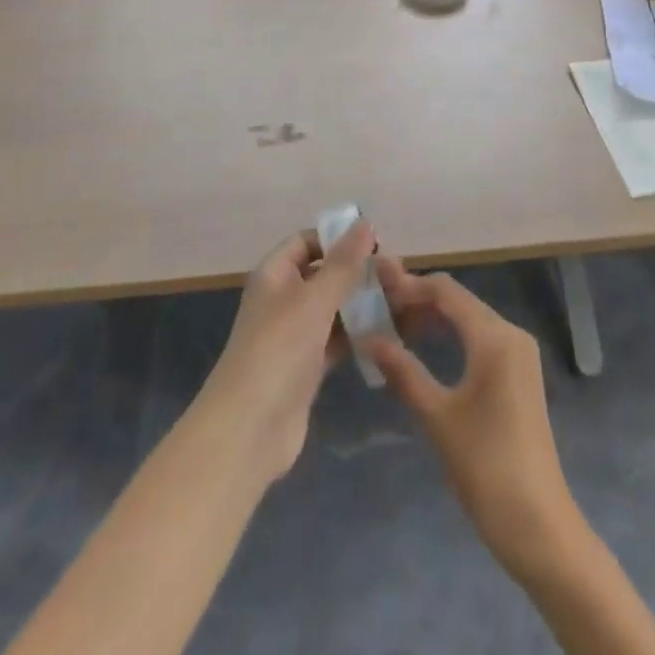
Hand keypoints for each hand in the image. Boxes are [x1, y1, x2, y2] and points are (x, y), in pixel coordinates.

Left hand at [198, 221, 374, 484]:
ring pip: (335, 308)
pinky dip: (359, 334)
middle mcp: (283, 299)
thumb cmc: (278, 350)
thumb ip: (343, 263)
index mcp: (274, 274)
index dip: (339, 238)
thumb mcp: (314, 299)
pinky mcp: (307, 367)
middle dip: (360, 273)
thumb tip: (364, 223)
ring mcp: (295, 335)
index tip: (377, 243)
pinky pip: (337, 340)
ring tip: (405, 303)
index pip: (308, 241)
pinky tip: (390, 334)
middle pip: (325, 274)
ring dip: (364, 303)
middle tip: (400, 276)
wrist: (248, 431)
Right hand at [361, 260, 585, 584]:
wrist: (538, 524)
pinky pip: (480, 338)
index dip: (409, 284)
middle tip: (378, 309)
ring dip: (433, 317)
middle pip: (458, 300)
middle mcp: (511, 333)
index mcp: (494, 337)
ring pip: (469, 318)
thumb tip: (369, 339)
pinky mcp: (519, 373)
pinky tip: (425, 348)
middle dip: (418, 300)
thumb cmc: (486, 467)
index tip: (375, 287)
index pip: (446, 291)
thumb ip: (403, 371)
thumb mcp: (437, 417)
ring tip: (394, 327)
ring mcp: (519, 353)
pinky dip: (451, 335)